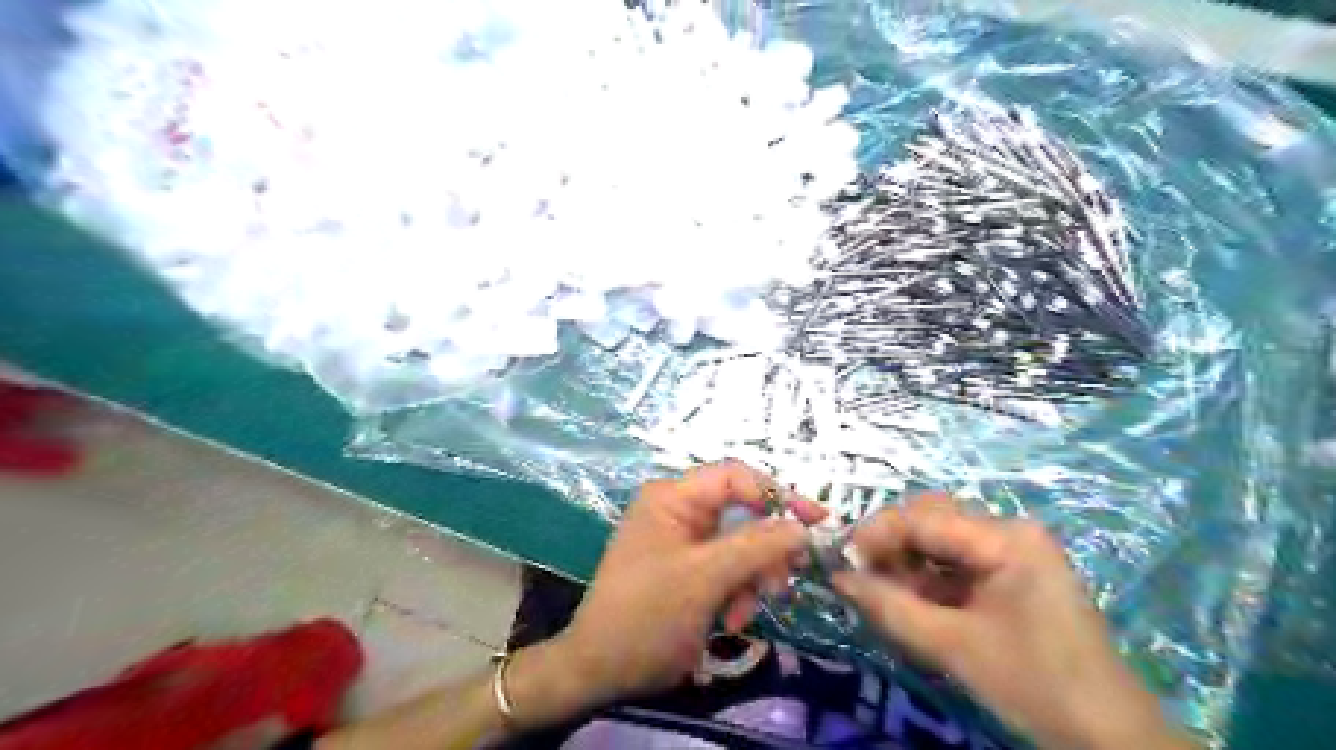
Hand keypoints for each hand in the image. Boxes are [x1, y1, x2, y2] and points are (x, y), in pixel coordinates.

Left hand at [542, 460, 825, 710]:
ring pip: (741, 545)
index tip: (815, 521)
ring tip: (744, 612)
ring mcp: (684, 542)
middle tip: (786, 579)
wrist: (601, 672)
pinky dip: (738, 593)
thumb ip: (756, 547)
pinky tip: (731, 621)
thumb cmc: (647, 615)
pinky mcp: (690, 571)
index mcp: (673, 497)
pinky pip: (729, 570)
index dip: (776, 493)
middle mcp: (679, 512)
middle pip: (742, 513)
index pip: (734, 477)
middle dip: (765, 549)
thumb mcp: (705, 578)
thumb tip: (802, 526)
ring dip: (752, 578)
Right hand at [831, 495, 1188, 748]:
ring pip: (940, 541)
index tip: (843, 562)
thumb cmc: (1034, 685)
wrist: (1109, 739)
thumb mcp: (953, 646)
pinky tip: (910, 602)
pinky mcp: (1012, 576)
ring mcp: (1013, 553)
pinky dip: (927, 581)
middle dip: (891, 545)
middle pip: (931, 520)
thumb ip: (890, 607)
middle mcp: (1009, 532)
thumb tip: (838, 578)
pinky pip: (956, 564)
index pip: (923, 518)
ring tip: (882, 593)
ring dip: (906, 563)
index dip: (876, 534)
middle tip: (861, 577)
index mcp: (1005, 538)